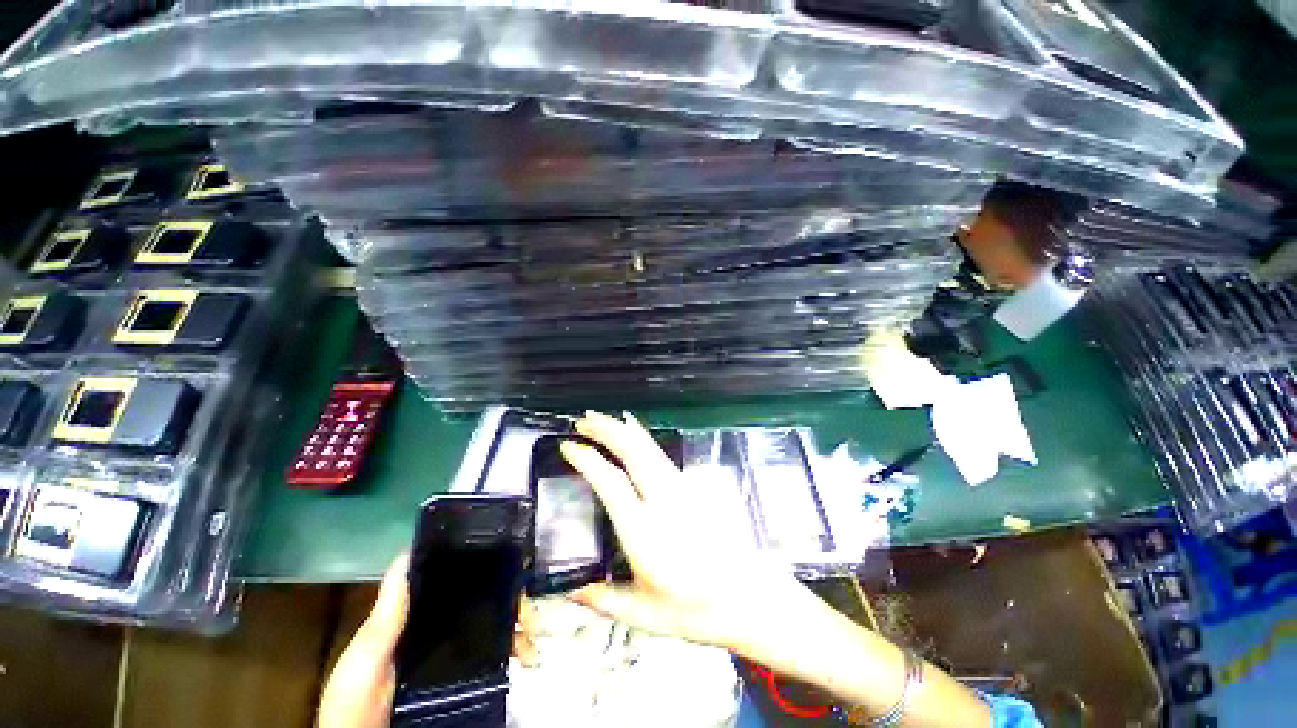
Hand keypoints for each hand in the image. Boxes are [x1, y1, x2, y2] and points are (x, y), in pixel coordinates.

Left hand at [317, 560, 539, 727]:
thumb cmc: (358, 700)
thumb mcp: (367, 656)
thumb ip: (386, 616)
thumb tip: (408, 553)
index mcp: (421, 618)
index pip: (459, 585)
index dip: (488, 572)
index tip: (514, 565)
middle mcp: (442, 631)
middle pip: (487, 605)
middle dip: (514, 603)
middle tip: (529, 613)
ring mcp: (454, 658)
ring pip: (497, 631)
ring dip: (520, 629)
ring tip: (532, 642)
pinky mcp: (463, 683)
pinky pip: (495, 663)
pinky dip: (515, 654)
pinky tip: (527, 658)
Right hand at [562, 411, 803, 652]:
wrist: (748, 596)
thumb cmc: (695, 610)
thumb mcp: (643, 615)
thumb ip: (603, 599)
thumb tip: (568, 588)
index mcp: (645, 532)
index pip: (611, 483)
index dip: (588, 460)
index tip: (569, 446)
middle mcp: (663, 501)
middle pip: (633, 452)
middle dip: (606, 430)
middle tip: (583, 421)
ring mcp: (681, 489)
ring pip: (649, 448)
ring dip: (624, 429)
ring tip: (603, 418)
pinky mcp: (692, 487)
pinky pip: (661, 454)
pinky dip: (642, 439)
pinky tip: (635, 433)